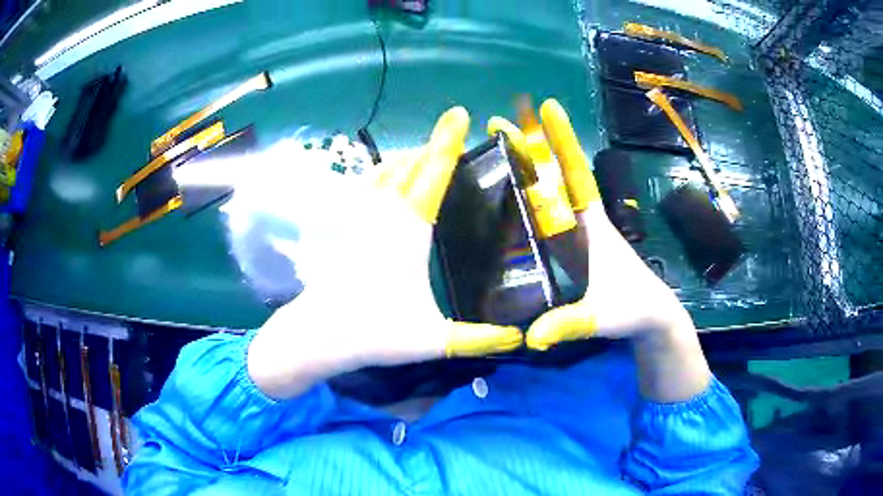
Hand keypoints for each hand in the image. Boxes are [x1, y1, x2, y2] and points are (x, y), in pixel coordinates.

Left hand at [248, 107, 522, 398]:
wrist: (320, 334)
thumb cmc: (375, 332)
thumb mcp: (433, 340)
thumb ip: (479, 339)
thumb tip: (520, 339)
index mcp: (409, 228)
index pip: (433, 173)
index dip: (448, 140)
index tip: (460, 113)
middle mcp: (383, 212)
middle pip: (411, 164)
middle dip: (433, 146)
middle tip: (454, 138)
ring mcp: (359, 216)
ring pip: (385, 170)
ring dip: (408, 157)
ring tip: (426, 155)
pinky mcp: (344, 226)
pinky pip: (367, 184)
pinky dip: (384, 172)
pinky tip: (388, 180)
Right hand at [491, 99, 709, 401]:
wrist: (649, 319)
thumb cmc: (633, 309)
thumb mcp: (602, 316)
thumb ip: (570, 323)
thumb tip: (532, 336)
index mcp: (592, 225)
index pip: (574, 174)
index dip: (562, 141)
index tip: (548, 107)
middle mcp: (579, 223)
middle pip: (551, 176)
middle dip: (529, 147)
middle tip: (497, 123)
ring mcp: (572, 237)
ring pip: (543, 194)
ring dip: (520, 171)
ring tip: (491, 151)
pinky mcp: (567, 252)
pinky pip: (540, 220)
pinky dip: (521, 204)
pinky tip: (498, 200)